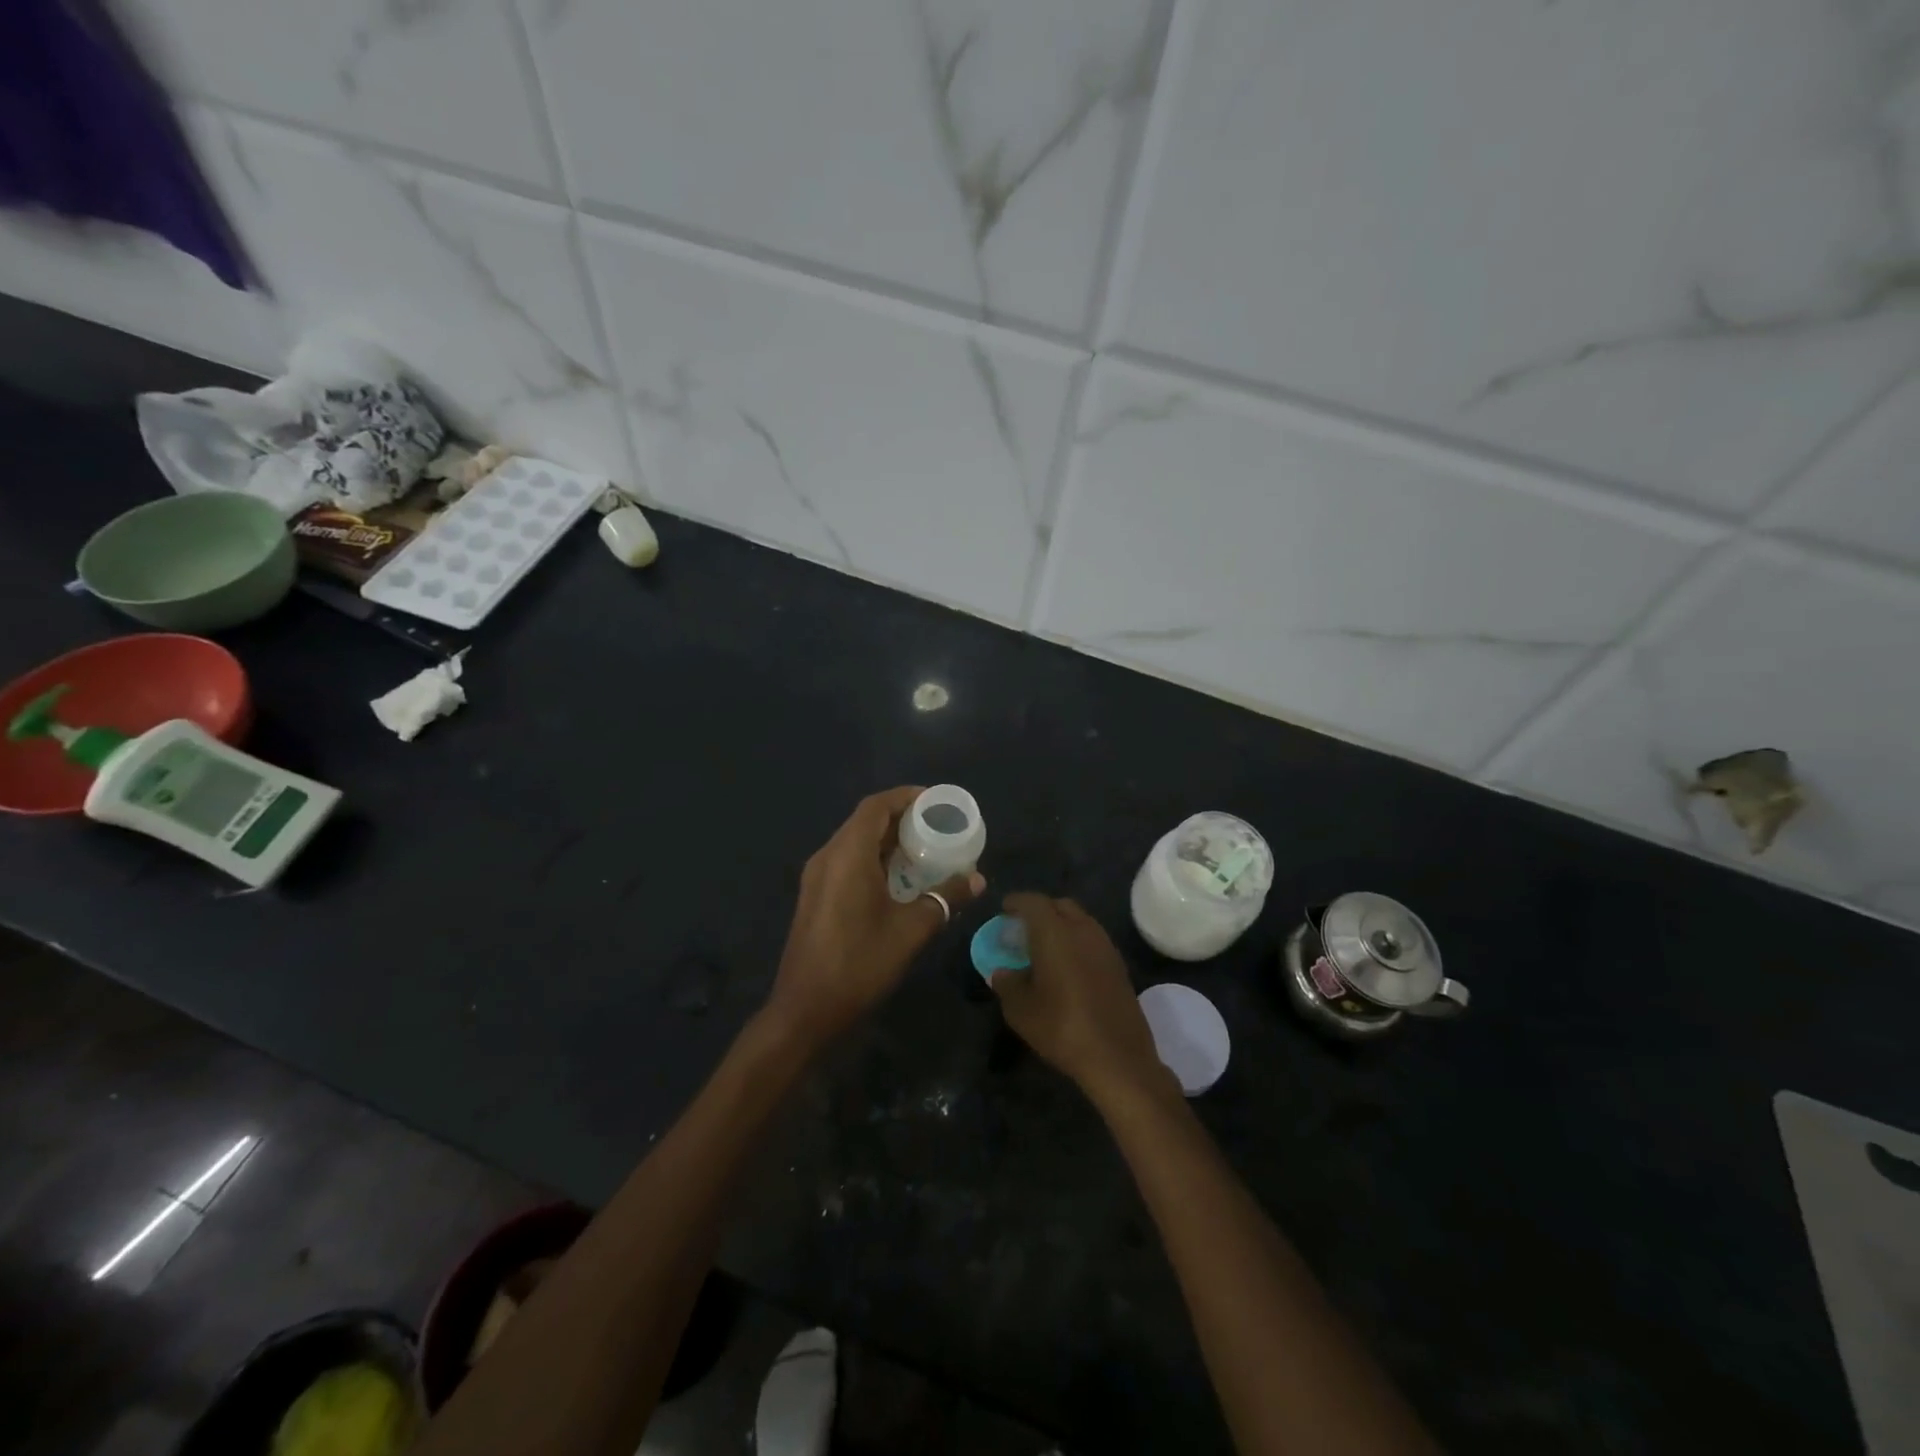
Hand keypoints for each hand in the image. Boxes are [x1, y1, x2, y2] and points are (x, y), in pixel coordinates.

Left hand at [766, 786, 984, 1048]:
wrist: (804, 1010)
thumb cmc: (859, 963)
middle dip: (901, 817)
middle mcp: (827, 857)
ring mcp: (817, 877)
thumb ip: (944, 898)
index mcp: (847, 855)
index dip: (905, 796)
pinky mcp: (815, 896)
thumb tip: (977, 879)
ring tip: (923, 849)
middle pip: (864, 821)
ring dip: (886, 840)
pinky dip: (873, 858)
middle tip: (937, 826)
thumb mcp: (911, 930)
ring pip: (854, 842)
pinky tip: (897, 879)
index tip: (936, 801)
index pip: (876, 806)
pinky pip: (847, 861)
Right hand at [990, 893, 1174, 1104]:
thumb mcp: (1021, 1010)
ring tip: (1045, 947)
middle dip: (1040, 910)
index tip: (1004, 910)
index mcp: (1054, 932)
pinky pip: (1092, 939)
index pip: (1032, 902)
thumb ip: (1006, 984)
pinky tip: (1068, 965)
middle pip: (1059, 905)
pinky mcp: (1119, 964)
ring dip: (1061, 925)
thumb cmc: (1062, 1027)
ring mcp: (1105, 945)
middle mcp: (1082, 929)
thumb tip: (1001, 972)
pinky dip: (1077, 941)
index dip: (1016, 902)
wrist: (1118, 1057)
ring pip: (1080, 920)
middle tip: (1023, 928)